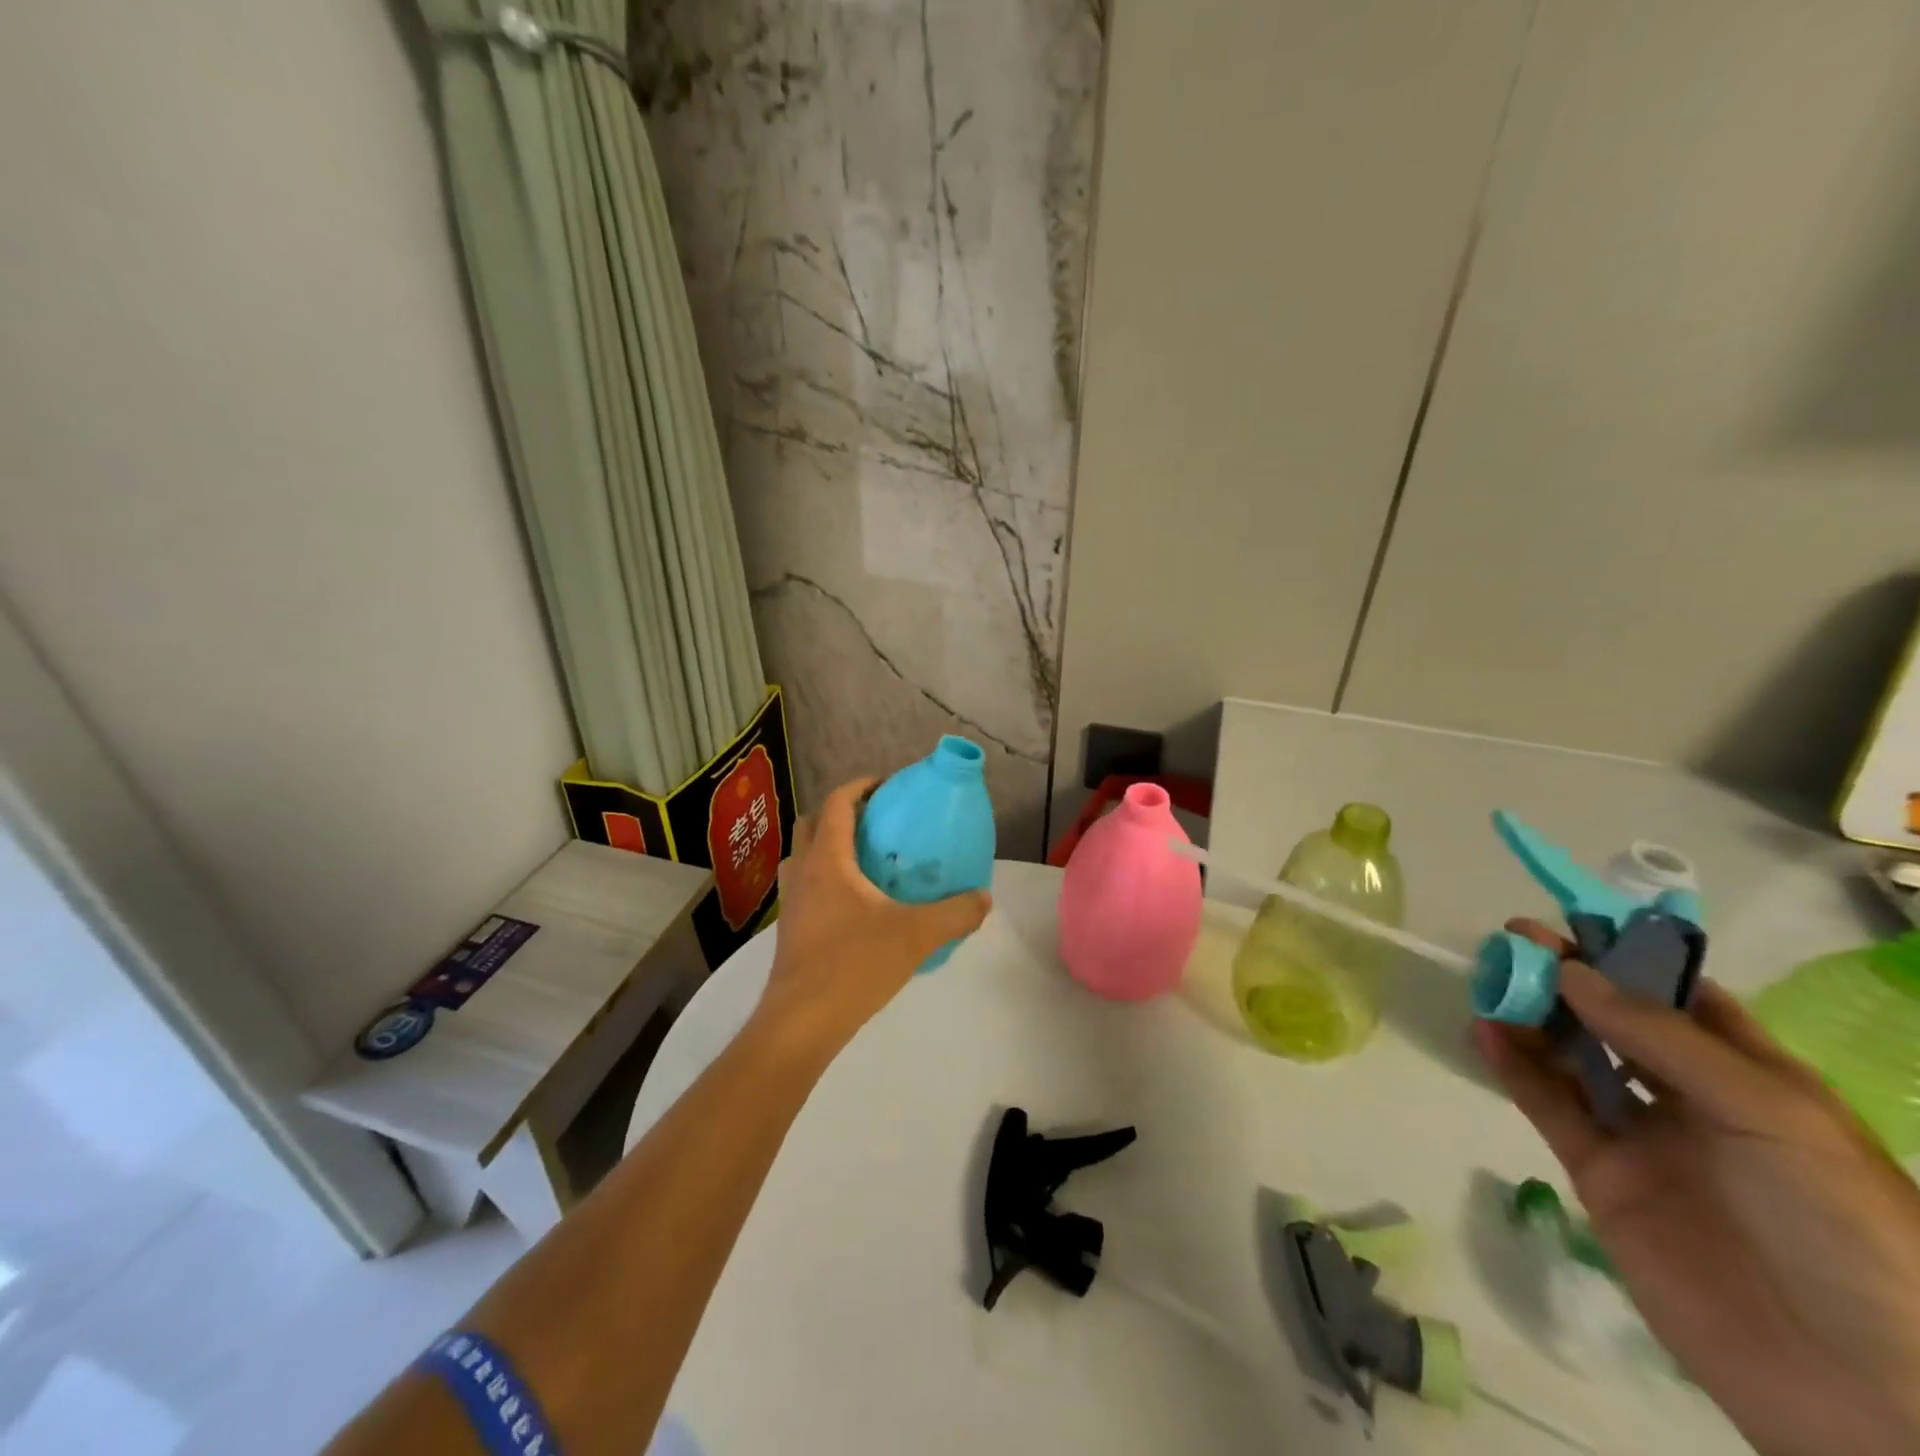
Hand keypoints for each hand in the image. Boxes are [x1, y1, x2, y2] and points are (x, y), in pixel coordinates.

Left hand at [751, 777, 991, 1058]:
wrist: (802, 1021)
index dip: (860, 786)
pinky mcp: (790, 928)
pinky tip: (855, 904)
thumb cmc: (854, 965)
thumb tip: (984, 898)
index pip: (837, 803)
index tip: (887, 784)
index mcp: (828, 859)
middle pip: (812, 823)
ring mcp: (791, 901)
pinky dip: (825, 878)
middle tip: (876, 821)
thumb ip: (955, 913)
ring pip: (804, 855)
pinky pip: (806, 885)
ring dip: (828, 845)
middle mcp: (803, 871)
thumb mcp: (916, 935)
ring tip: (865, 859)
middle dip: (840, 812)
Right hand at [1477, 920, 1919, 1455]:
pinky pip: (1548, 1107)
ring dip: (1532, 1017)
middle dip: (1568, 978)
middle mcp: (1694, 1099)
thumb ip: (1660, 1037)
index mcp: (1755, 1079)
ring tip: (1490, 983)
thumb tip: (1572, 971)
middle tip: (1513, 943)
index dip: (1630, 957)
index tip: (1571, 923)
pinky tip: (1484, 1033)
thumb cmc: (1837, 1226)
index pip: (1683, 998)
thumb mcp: (1767, 1113)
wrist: (1855, 1386)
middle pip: (1615, 1021)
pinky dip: (1513, 1067)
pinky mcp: (1600, 1175)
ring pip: (1573, 1058)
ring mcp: (1644, 1139)